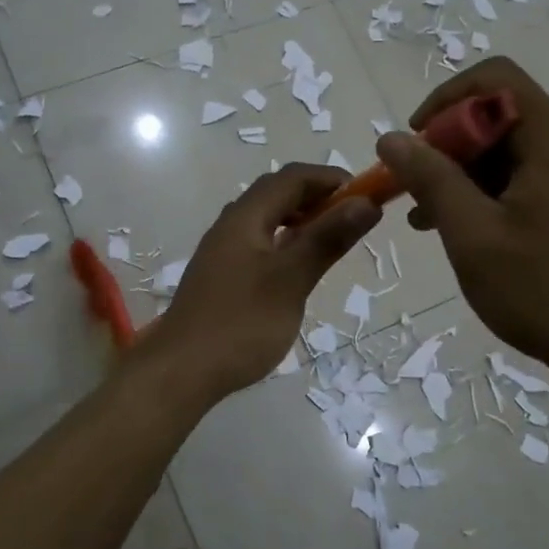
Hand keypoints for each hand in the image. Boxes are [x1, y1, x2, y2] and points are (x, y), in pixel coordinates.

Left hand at [144, 163, 378, 401]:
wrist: (182, 371)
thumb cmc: (241, 323)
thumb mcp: (291, 279)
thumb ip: (327, 239)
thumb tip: (366, 202)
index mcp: (244, 217)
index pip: (292, 177)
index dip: (330, 178)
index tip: (366, 195)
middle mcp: (230, 226)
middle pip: (276, 194)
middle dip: (317, 198)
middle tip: (352, 219)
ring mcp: (222, 252)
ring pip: (266, 220)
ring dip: (301, 221)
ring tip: (330, 242)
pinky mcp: (221, 277)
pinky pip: (258, 245)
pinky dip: (284, 244)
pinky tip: (297, 270)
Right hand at [374, 57, 548, 384]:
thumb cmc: (545, 293)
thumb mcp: (473, 235)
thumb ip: (430, 179)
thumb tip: (391, 138)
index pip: (496, 80)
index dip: (445, 101)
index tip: (415, 144)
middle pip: (507, 116)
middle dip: (453, 149)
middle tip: (418, 195)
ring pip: (522, 149)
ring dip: (473, 175)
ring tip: (434, 221)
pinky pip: (542, 174)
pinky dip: (503, 191)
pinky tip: (474, 229)